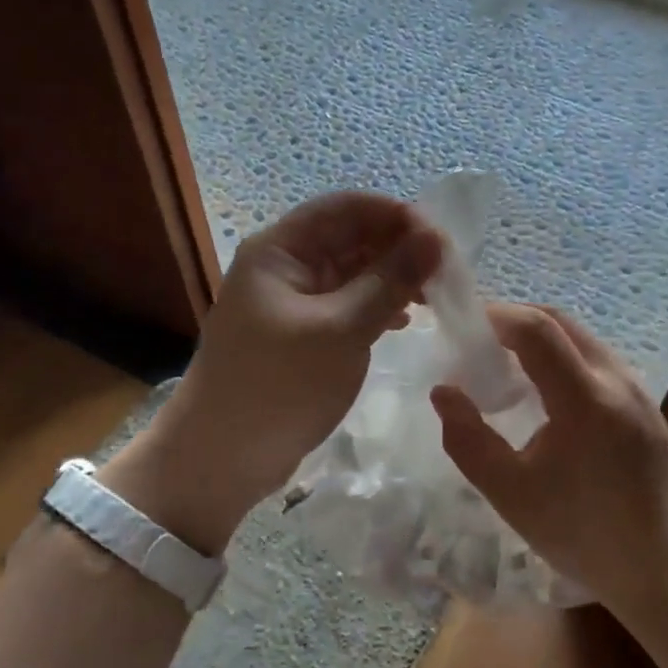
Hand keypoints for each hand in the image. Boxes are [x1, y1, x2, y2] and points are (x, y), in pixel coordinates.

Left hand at [102, 192, 440, 554]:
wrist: (220, 459)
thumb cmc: (278, 386)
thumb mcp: (340, 330)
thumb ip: (389, 281)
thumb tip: (435, 238)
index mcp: (281, 249)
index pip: (346, 208)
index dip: (395, 215)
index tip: (441, 240)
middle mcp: (286, 265)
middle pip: (351, 237)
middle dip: (399, 248)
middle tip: (447, 272)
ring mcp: (294, 301)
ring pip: (353, 272)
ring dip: (393, 278)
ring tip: (436, 296)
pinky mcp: (304, 333)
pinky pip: (348, 303)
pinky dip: (378, 306)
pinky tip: (407, 320)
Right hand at [431, 304, 667, 609]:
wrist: (662, 562)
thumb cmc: (582, 533)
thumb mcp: (511, 494)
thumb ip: (468, 440)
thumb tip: (443, 391)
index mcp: (586, 400)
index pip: (537, 329)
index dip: (495, 317)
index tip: (462, 329)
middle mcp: (616, 379)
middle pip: (559, 321)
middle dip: (513, 321)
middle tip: (476, 344)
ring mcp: (636, 385)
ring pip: (579, 335)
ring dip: (537, 336)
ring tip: (503, 365)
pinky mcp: (644, 398)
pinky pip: (594, 355)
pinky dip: (560, 354)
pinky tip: (542, 389)